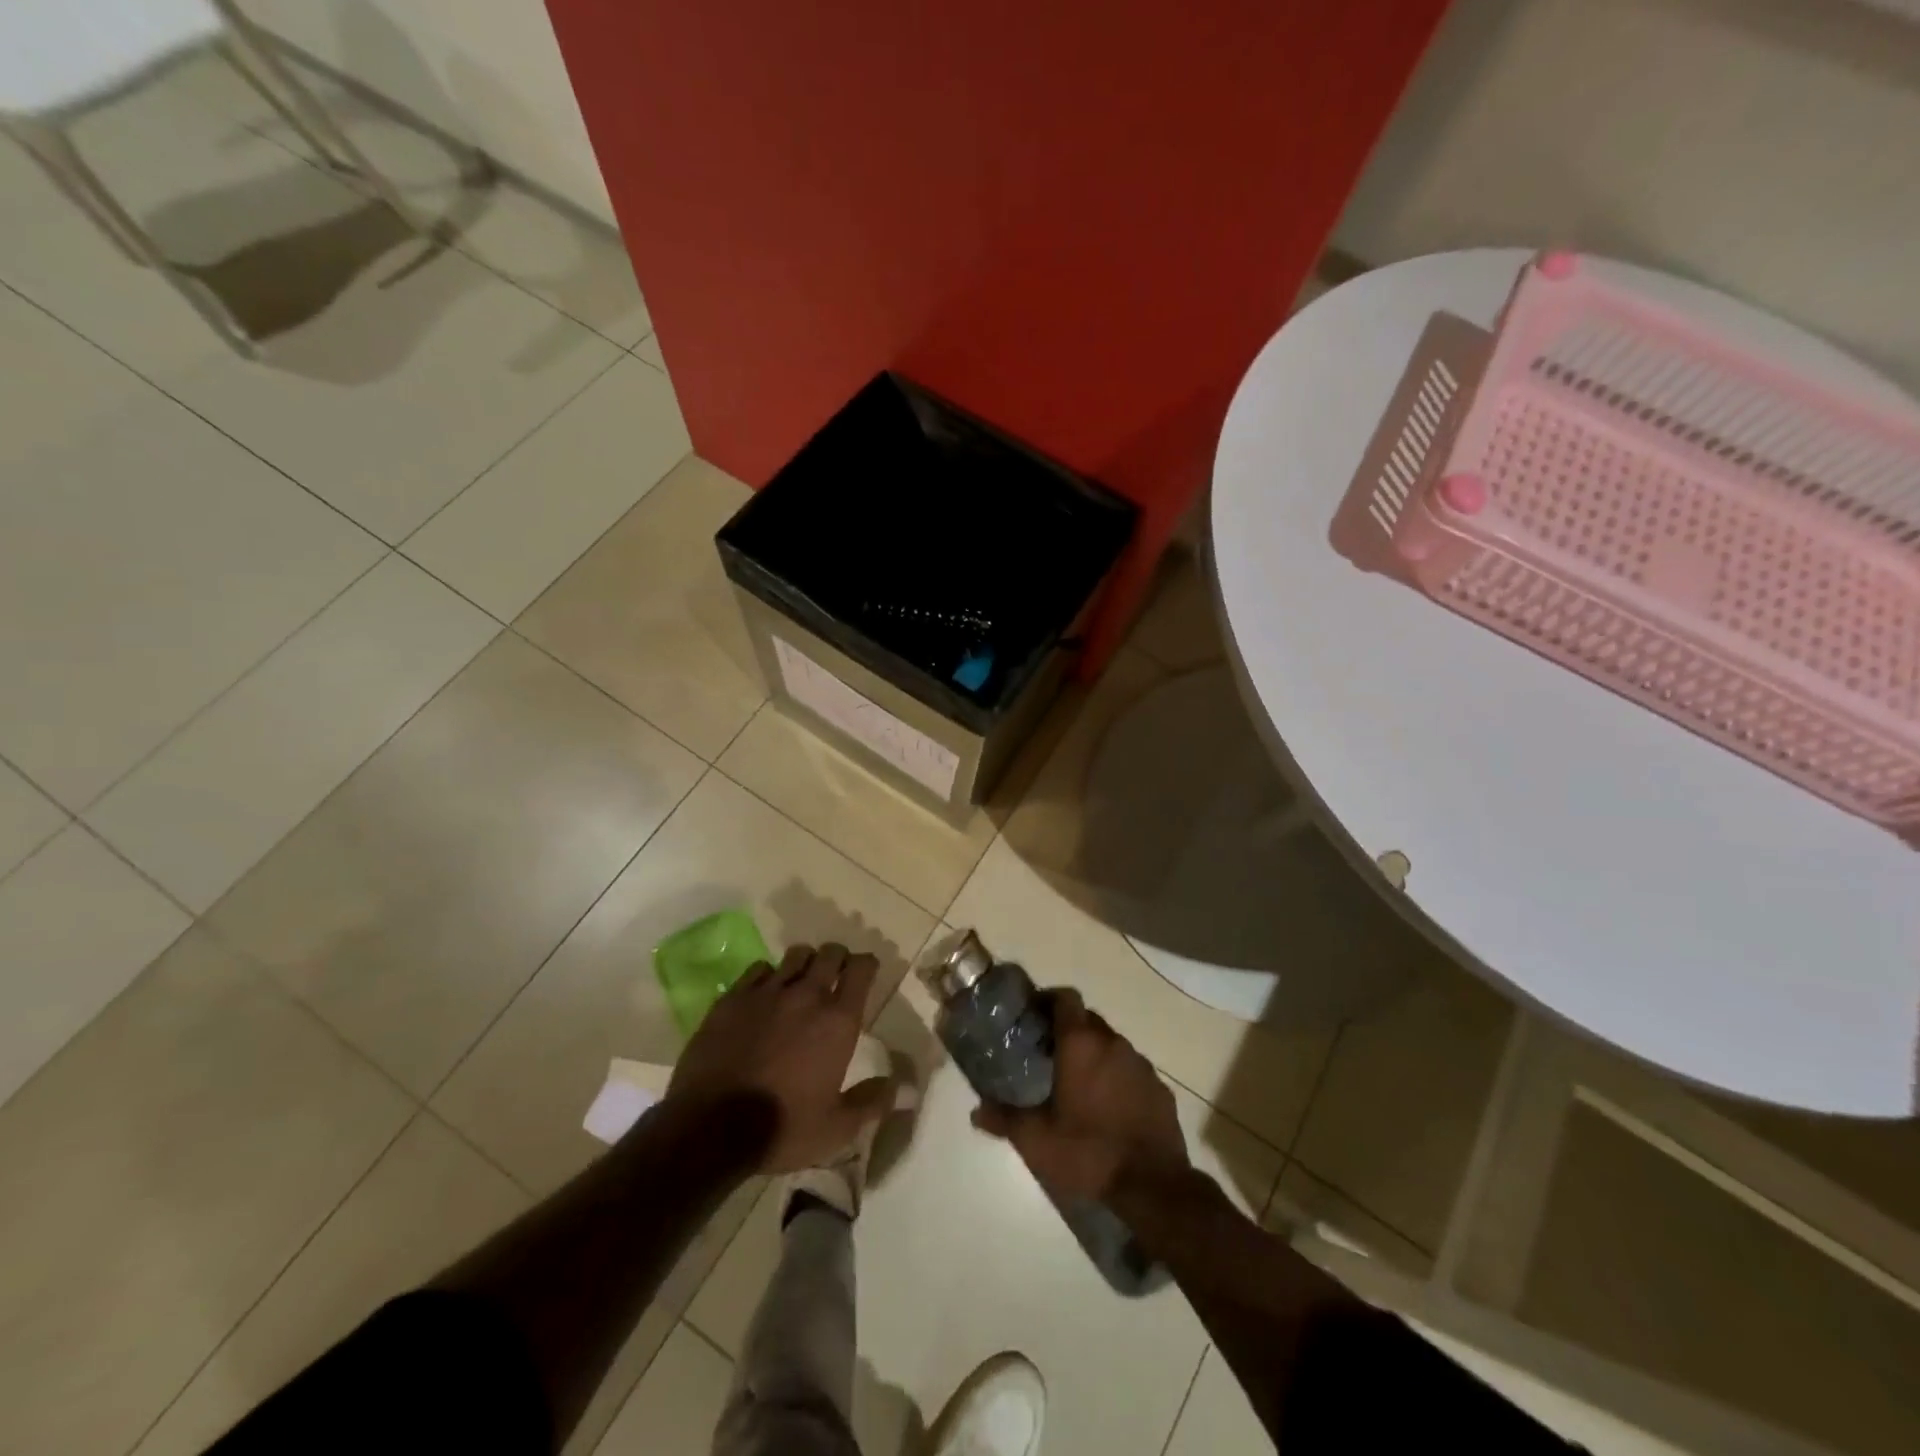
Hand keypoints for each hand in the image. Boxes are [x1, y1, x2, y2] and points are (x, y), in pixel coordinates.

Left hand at [667, 943, 895, 1172]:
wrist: (710, 1128)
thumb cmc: (782, 1128)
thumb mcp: (836, 1128)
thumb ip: (873, 1102)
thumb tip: (906, 1089)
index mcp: (838, 1021)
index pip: (862, 969)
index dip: (867, 965)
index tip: (866, 972)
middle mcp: (806, 995)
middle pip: (830, 953)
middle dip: (838, 958)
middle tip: (836, 974)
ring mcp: (766, 992)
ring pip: (795, 955)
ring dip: (805, 963)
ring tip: (801, 979)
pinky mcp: (733, 998)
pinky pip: (758, 969)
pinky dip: (768, 975)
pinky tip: (765, 994)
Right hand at [971, 989, 1188, 1201]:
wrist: (1153, 1186)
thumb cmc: (1088, 1152)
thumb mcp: (1036, 1140)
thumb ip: (1005, 1119)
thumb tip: (976, 1111)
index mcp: (1081, 1043)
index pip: (1065, 997)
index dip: (1049, 1000)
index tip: (1034, 1016)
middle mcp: (1112, 1043)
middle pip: (1088, 1019)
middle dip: (1069, 1030)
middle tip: (1049, 1054)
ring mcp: (1141, 1064)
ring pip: (1111, 1045)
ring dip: (1094, 1055)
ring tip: (1078, 1083)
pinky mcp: (1160, 1088)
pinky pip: (1132, 1071)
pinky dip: (1118, 1078)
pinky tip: (1108, 1107)